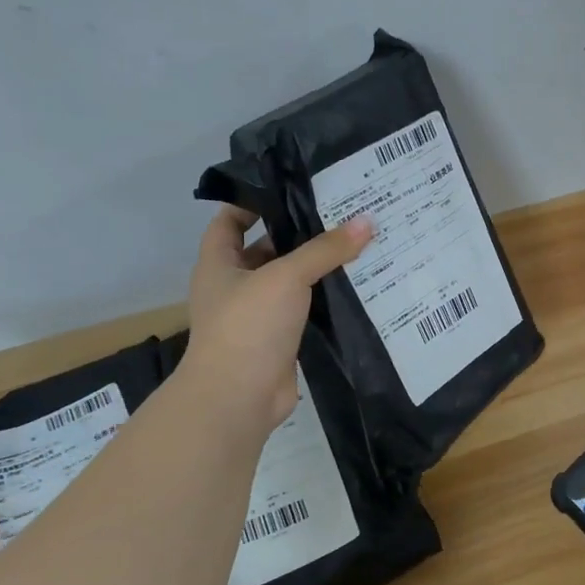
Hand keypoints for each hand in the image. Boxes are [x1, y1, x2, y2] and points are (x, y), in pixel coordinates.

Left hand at [181, 207, 372, 432]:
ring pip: (290, 282)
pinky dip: (326, 299)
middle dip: (299, 233)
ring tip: (358, 242)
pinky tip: (358, 284)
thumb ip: (326, 249)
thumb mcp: (286, 276)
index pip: (230, 220)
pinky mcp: (280, 339)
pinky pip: (306, 310)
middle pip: (267, 249)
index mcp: (219, 263)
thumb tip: (366, 221)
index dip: (255, 201)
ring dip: (318, 267)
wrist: (238, 398)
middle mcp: (235, 286)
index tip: (294, 187)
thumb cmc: (248, 325)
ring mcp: (258, 315)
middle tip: (340, 212)